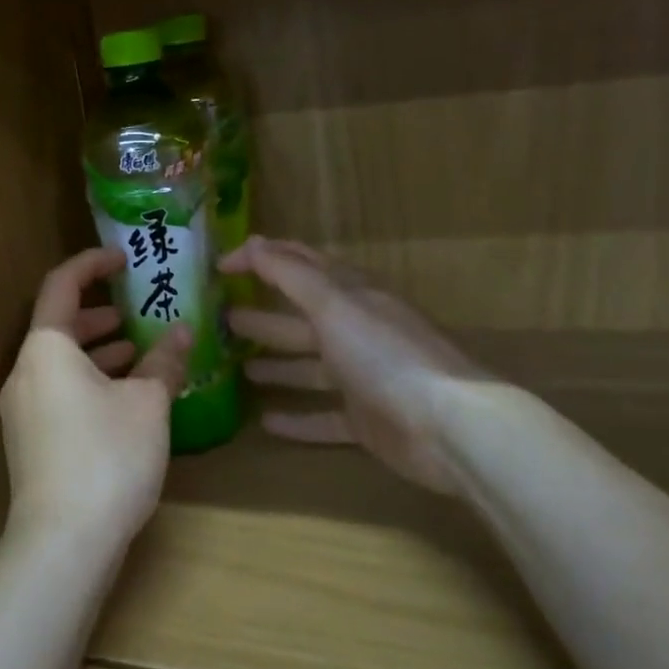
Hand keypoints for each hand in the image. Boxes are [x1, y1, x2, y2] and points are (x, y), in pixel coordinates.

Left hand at [0, 247, 190, 551]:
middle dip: (100, 312)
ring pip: (61, 362)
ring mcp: (23, 409)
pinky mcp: (30, 440)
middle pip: (59, 324)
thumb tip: (182, 332)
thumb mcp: (148, 404)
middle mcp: (25, 372)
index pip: (62, 284)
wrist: (62, 543)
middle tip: (137, 308)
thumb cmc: (107, 457)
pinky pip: (60, 391)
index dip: (93, 263)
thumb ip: (165, 361)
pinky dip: (90, 381)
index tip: (124, 258)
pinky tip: (125, 398)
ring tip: (140, 350)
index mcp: (46, 348)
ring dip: (98, 350)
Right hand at [221, 237, 487, 492]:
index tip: (219, 266)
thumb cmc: (385, 354)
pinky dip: (297, 419)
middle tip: (222, 319)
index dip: (261, 258)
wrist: (449, 426)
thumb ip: (291, 274)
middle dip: (263, 315)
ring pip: (310, 367)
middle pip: (300, 318)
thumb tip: (255, 243)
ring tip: (238, 366)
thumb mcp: (333, 305)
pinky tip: (266, 422)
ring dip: (276, 364)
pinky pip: (324, 417)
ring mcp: (362, 377)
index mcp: (350, 295)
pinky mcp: (366, 420)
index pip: (299, 264)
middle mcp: (355, 330)